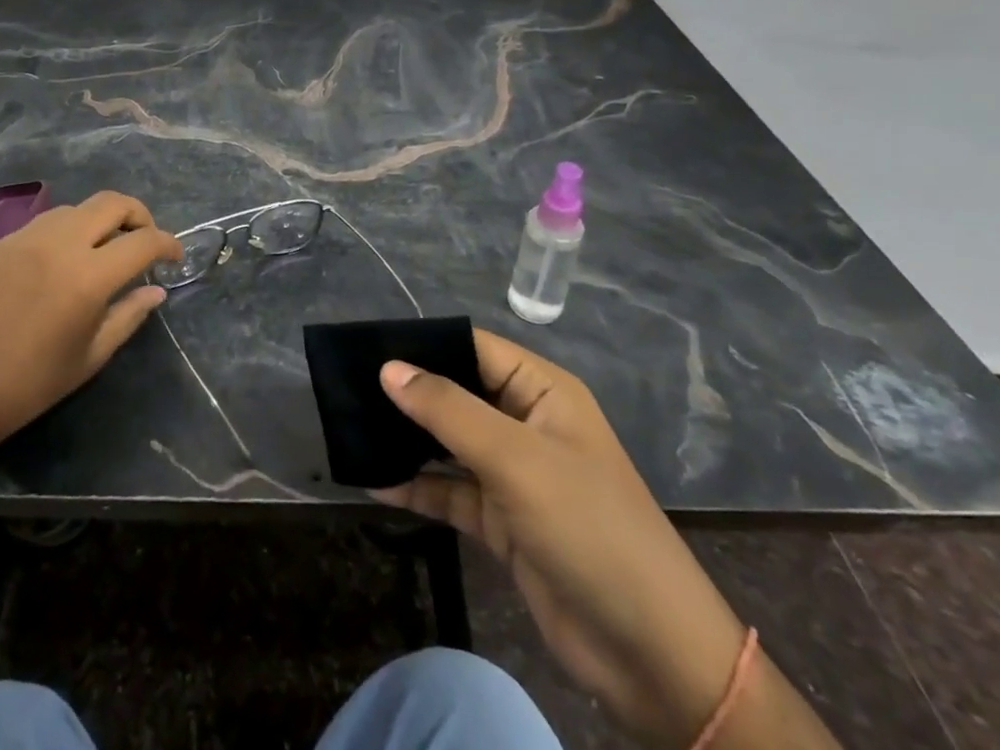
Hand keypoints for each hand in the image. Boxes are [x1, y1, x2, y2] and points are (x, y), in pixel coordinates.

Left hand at [0, 191, 179, 452]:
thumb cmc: (27, 386)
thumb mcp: (89, 358)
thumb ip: (128, 316)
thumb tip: (156, 291)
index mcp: (88, 276)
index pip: (143, 241)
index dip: (167, 244)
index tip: (174, 256)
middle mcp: (58, 244)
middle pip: (111, 202)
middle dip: (138, 214)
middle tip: (142, 239)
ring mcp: (22, 238)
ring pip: (74, 209)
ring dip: (97, 222)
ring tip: (99, 252)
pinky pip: (39, 226)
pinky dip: (61, 236)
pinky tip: (53, 267)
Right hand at [374, 332, 772, 749]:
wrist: (652, 655)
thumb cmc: (589, 529)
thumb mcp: (516, 460)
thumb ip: (448, 410)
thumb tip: (387, 367)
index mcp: (541, 391)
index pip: (473, 347)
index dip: (424, 343)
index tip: (366, 346)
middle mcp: (526, 422)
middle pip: (457, 392)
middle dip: (409, 392)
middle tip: (347, 387)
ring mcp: (514, 474)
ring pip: (448, 442)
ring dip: (407, 439)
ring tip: (351, 428)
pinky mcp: (503, 521)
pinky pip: (449, 491)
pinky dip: (416, 487)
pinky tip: (373, 482)